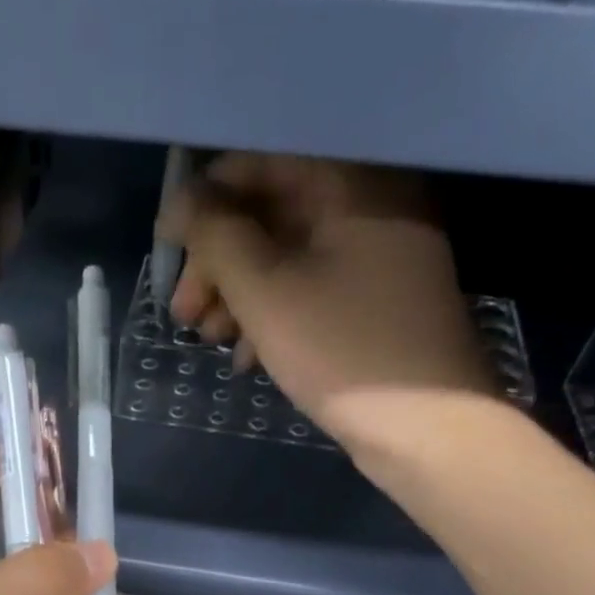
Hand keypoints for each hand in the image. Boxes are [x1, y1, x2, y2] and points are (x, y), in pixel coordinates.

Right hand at [168, 155, 498, 446]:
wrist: (426, 429)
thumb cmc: (342, 350)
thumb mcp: (265, 291)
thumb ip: (216, 237)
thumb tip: (180, 203)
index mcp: (351, 183)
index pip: (260, 165)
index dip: (204, 203)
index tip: (168, 252)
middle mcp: (369, 207)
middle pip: (271, 215)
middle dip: (218, 264)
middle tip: (184, 314)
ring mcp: (376, 259)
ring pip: (286, 260)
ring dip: (238, 297)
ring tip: (212, 341)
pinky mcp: (374, 305)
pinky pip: (310, 293)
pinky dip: (271, 318)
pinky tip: (247, 359)